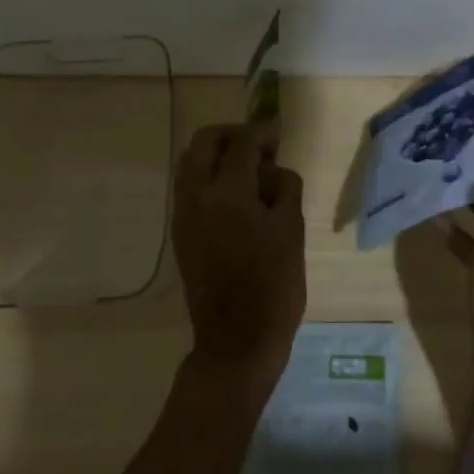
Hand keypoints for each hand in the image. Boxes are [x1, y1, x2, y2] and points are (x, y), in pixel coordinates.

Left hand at [172, 122, 305, 388]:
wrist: (237, 341)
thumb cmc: (274, 285)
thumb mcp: (292, 230)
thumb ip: (283, 188)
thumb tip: (271, 170)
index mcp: (226, 194)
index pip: (241, 144)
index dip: (262, 132)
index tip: (278, 134)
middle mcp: (196, 196)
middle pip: (204, 143)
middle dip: (232, 135)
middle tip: (260, 146)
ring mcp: (182, 215)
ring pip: (190, 163)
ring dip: (216, 154)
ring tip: (248, 169)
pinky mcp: (180, 233)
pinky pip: (188, 187)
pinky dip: (208, 176)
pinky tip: (235, 193)